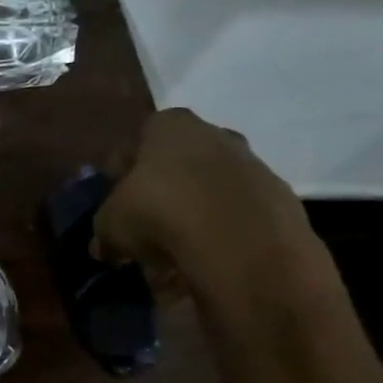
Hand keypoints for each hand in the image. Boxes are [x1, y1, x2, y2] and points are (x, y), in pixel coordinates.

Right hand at [92, 108, 326, 306]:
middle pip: (178, 161)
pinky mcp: (279, 199)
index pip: (137, 140)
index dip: (122, 172)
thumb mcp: (111, 224)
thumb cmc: (160, 213)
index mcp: (169, 125)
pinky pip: (238, 213)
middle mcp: (214, 133)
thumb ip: (105, 230)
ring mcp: (252, 164)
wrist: (241, 243)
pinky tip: (206, 256)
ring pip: (210, 187)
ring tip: (175, 248)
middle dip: (162, 189)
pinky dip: (222, 231)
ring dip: (193, 212)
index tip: (116, 201)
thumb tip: (104, 246)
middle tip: (145, 223)